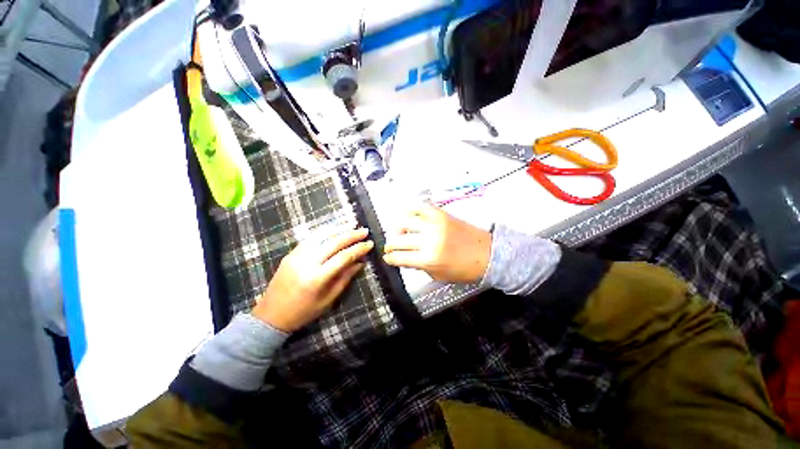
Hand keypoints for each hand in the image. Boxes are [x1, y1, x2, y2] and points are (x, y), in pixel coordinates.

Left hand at [252, 228, 372, 331]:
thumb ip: (345, 278)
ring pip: (321, 235)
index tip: (370, 244)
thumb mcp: (328, 299)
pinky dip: (324, 231)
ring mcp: (296, 256)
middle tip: (364, 230)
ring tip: (352, 225)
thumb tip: (360, 262)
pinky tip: (334, 229)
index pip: (343, 257)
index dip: (358, 249)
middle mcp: (306, 262)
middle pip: (333, 242)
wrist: (271, 315)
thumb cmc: (303, 312)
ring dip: (338, 228)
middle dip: (351, 235)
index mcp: (317, 278)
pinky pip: (310, 238)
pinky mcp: (291, 253)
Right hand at [383, 203, 490, 282]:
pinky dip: (411, 212)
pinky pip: (420, 208)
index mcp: (428, 259)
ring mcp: (434, 224)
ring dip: (397, 228)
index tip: (387, 257)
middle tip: (389, 246)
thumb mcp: (439, 274)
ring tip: (399, 232)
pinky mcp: (441, 214)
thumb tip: (404, 258)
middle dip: (389, 245)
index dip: (390, 258)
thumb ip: (419, 266)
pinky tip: (410, 218)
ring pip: (405, 221)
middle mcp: (429, 240)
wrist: (488, 253)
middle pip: (398, 239)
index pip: (399, 257)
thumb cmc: (464, 269)